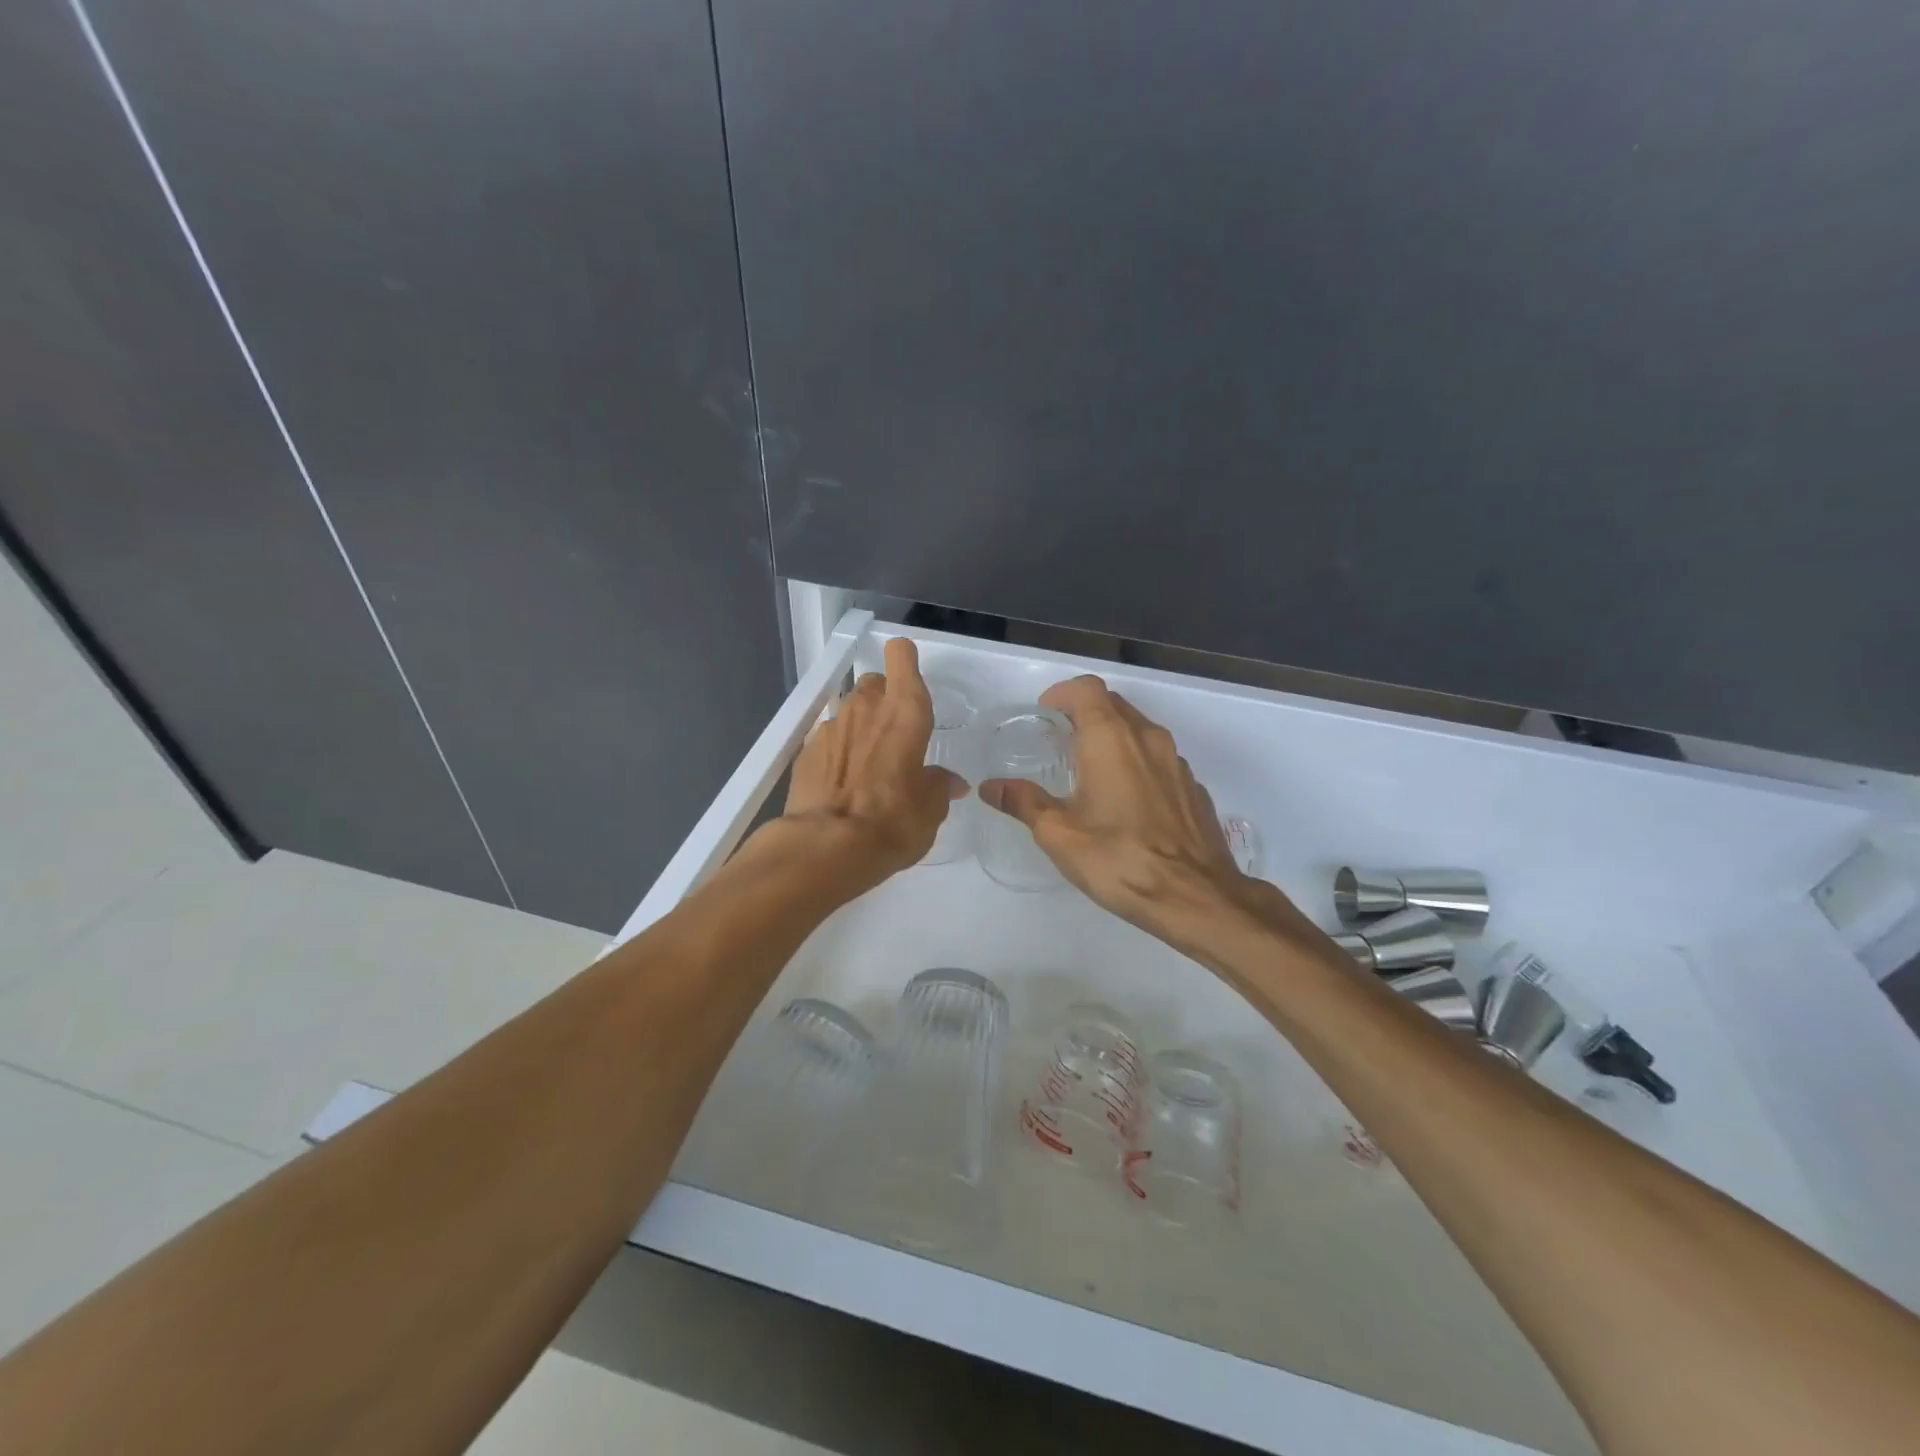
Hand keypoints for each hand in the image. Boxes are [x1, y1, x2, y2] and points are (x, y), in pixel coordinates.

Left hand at [780, 636, 966, 886]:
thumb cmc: (893, 821)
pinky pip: (827, 740)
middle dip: (883, 700)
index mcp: (905, 712)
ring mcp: (830, 727)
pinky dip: (836, 754)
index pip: (902, 656)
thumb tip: (950, 782)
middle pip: (874, 682)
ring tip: (866, 768)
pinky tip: (840, 785)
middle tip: (893, 736)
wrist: (826, 847)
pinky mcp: (804, 751)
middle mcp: (865, 707)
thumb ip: (940, 786)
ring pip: (849, 711)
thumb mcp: (931, 809)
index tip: (910, 678)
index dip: (905, 661)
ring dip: (859, 729)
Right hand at [980, 675, 1312, 951]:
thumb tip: (990, 787)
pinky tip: (1126, 802)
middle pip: (1113, 704)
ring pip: (1139, 730)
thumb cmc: (1119, 860)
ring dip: (1112, 738)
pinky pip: (1159, 759)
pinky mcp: (1193, 787)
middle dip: (1084, 714)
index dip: (1062, 694)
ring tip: (1090, 771)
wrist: (1196, 897)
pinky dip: (1137, 763)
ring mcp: (1176, 762)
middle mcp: (1147, 738)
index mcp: (1111, 738)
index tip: (1045, 716)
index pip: (1086, 689)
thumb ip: (1023, 802)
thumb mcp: (1059, 835)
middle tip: (1059, 742)